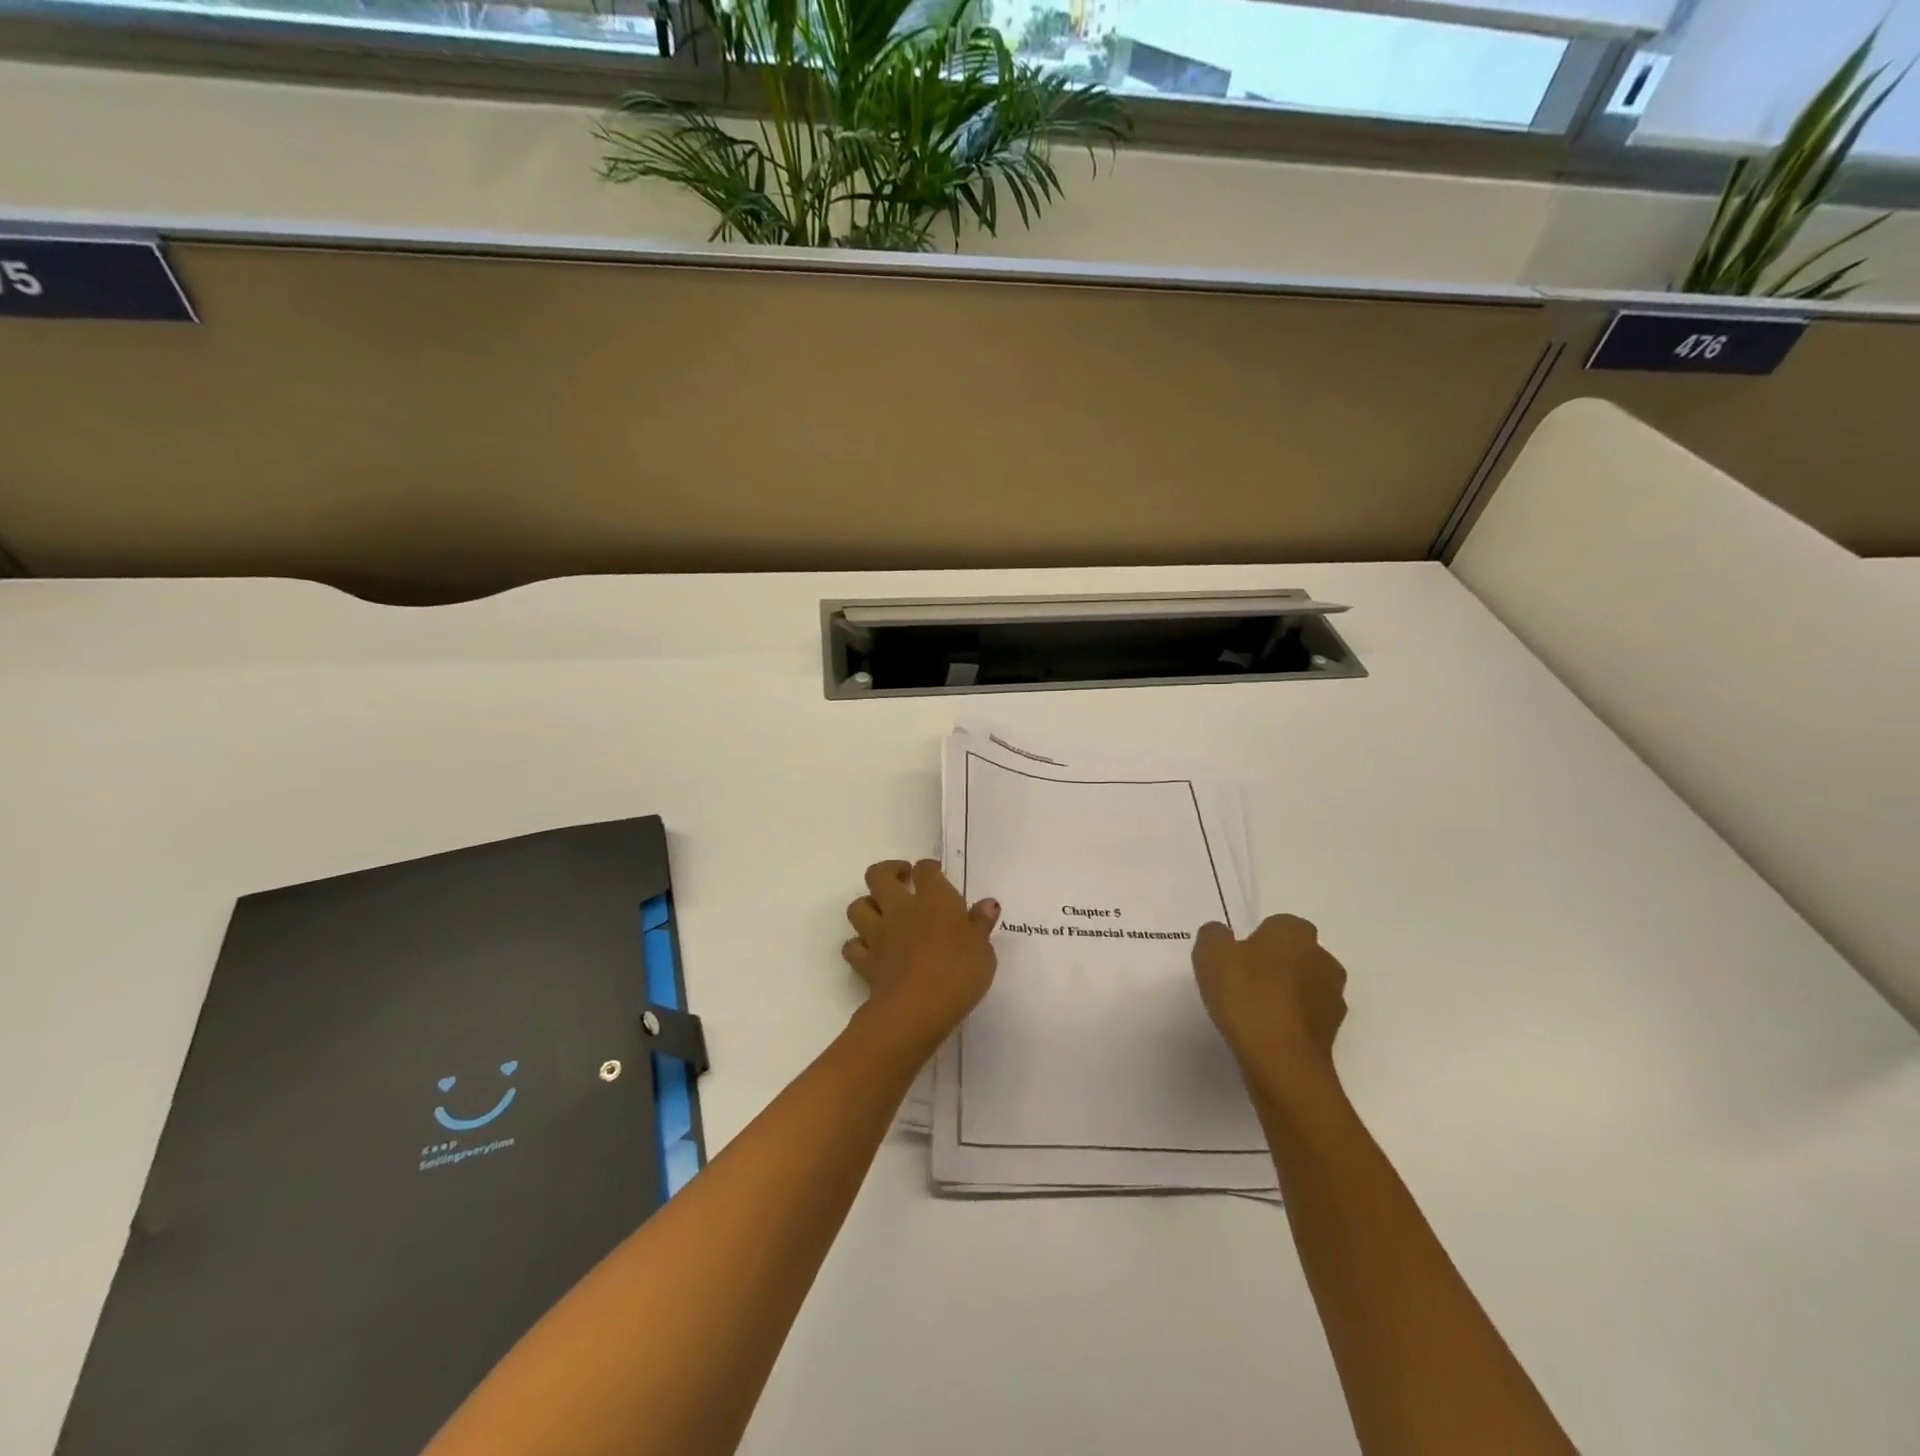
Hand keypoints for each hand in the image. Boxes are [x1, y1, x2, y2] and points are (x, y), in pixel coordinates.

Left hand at [843, 860, 999, 1055]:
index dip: (928, 869)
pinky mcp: (865, 962)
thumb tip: (988, 905)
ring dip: (868, 905)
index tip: (936, 874)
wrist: (916, 1009)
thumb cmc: (958, 973)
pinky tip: (871, 950)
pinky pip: (852, 946)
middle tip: (902, 879)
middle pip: (879, 875)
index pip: (925, 870)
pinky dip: (858, 944)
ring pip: (858, 906)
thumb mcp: (983, 950)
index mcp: (934, 899)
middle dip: (888, 871)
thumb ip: (981, 925)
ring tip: (882, 912)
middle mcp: (901, 909)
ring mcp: (878, 935)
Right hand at [1193, 915, 1347, 1100]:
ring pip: (1303, 987)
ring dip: (1284, 995)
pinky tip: (1265, 1034)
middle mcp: (1323, 959)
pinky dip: (1290, 1022)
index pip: (1276, 925)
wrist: (1281, 1060)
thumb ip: (1213, 936)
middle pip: (1294, 955)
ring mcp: (1333, 998)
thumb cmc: (1247, 995)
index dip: (1254, 940)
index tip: (1235, 959)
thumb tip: (1221, 935)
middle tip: (1241, 983)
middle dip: (1273, 965)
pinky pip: (1305, 1017)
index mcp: (1296, 932)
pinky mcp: (1333, 1033)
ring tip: (1252, 1013)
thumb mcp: (1210, 954)